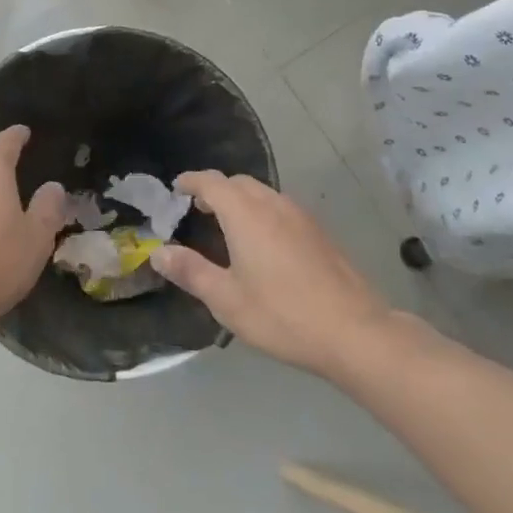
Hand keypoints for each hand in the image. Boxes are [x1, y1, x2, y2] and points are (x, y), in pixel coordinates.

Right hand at [152, 172, 394, 378]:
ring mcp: (301, 216)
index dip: (191, 181)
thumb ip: (190, 271)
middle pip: (239, 183)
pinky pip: (281, 208)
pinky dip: (262, 212)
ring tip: (227, 226)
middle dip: (216, 190)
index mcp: (245, 214)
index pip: (212, 182)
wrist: (354, 331)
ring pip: (263, 194)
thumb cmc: (282, 314)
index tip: (176, 188)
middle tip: (198, 210)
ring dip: (241, 200)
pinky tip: (263, 244)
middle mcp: (273, 204)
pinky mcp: (319, 232)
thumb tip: (158, 252)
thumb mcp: (226, 299)